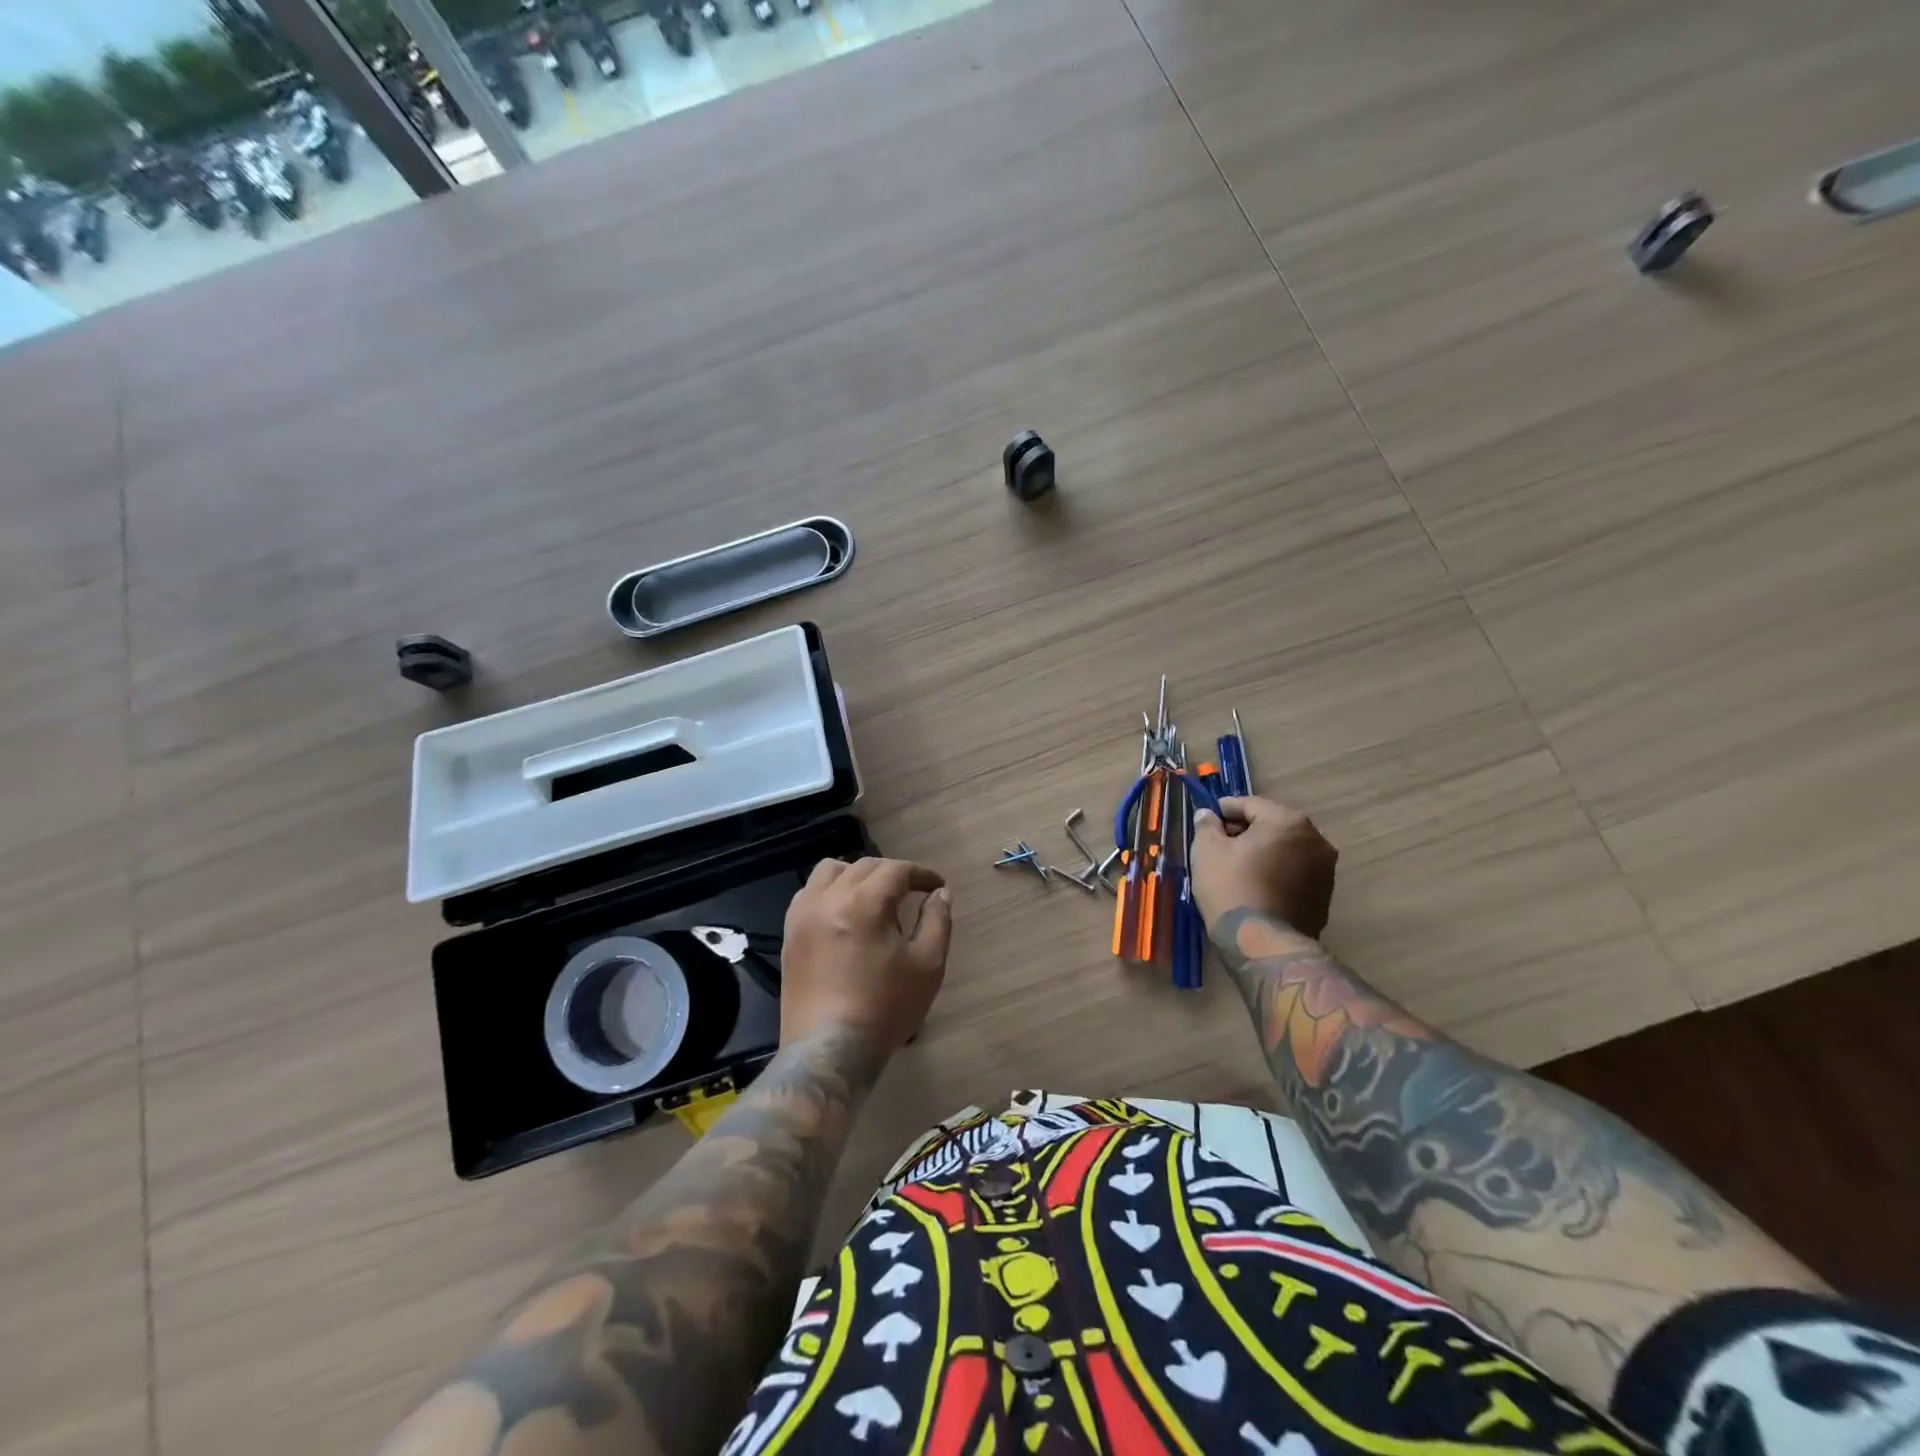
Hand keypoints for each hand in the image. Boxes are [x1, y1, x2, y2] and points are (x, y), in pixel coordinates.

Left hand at [780, 857, 953, 1055]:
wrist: (829, 1049)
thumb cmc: (884, 1008)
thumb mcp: (927, 966)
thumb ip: (937, 921)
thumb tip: (940, 894)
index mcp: (865, 903)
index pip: (897, 870)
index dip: (921, 874)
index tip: (937, 886)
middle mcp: (829, 898)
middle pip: (864, 866)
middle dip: (892, 873)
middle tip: (911, 892)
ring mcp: (804, 914)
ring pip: (830, 871)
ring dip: (856, 874)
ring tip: (872, 896)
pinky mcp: (789, 933)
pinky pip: (808, 893)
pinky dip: (829, 891)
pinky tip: (842, 913)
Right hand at [1190, 795, 1337, 935]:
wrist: (1265, 944)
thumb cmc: (1232, 888)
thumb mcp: (1207, 851)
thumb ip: (1206, 825)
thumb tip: (1207, 814)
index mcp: (1287, 821)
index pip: (1250, 804)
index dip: (1224, 809)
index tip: (1207, 819)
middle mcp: (1315, 839)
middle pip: (1272, 824)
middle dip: (1245, 830)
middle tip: (1218, 843)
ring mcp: (1325, 869)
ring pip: (1286, 849)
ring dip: (1263, 851)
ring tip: (1236, 866)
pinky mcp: (1325, 895)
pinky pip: (1294, 872)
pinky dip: (1276, 871)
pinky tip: (1255, 886)